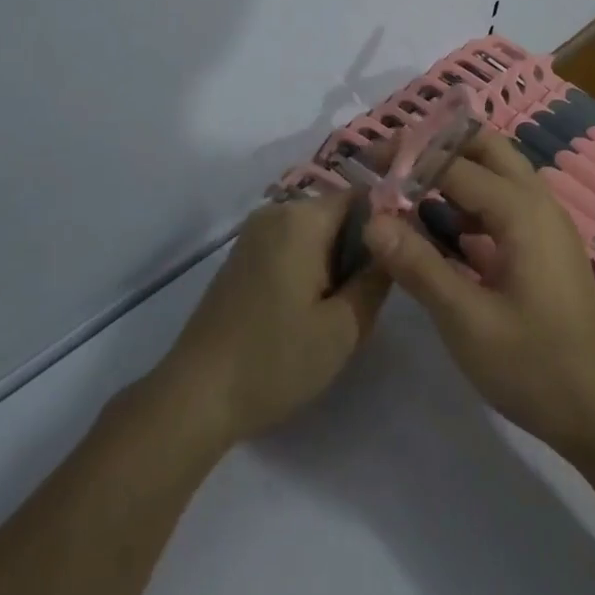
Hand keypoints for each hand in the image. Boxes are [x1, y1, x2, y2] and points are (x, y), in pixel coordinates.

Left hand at [151, 196, 388, 450]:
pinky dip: (308, 268)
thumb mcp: (343, 328)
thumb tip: (394, 242)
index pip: (362, 197)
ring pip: (315, 233)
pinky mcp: (241, 257)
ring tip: (337, 311)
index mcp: (302, 219)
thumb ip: (377, 278)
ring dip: (334, 262)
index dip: (386, 225)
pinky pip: (290, 246)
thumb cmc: (276, 360)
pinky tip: (306, 312)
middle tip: (366, 299)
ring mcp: (253, 234)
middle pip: (337, 214)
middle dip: (358, 249)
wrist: (196, 396)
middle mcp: (276, 213)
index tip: (399, 263)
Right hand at [361, 128, 594, 454]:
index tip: (365, 166)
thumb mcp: (466, 321)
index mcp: (520, 210)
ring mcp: (546, 224)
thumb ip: (418, 266)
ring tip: (406, 192)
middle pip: (485, 148)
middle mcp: (538, 202)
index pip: (453, 163)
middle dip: (436, 148)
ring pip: (496, 174)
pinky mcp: (545, 247)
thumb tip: (371, 219)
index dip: (407, 160)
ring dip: (453, 173)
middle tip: (391, 167)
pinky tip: (441, 231)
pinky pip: (503, 204)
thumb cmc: (535, 366)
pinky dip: (469, 203)